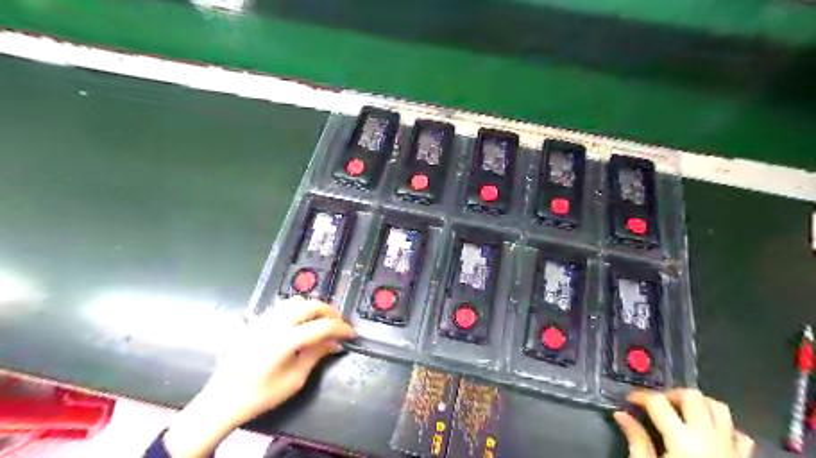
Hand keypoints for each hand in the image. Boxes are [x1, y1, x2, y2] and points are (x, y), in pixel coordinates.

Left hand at [162, 297, 354, 457]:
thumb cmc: (261, 395)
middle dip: (331, 312)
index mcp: (287, 339)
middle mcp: (276, 322)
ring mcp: (264, 319)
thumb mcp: (295, 379)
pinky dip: (298, 308)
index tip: (352, 334)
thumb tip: (335, 343)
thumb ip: (316, 355)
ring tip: (322, 321)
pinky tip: (301, 322)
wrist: (223, 399)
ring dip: (314, 308)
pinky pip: (283, 306)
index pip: (323, 325)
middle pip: (312, 305)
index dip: (341, 328)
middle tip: (340, 324)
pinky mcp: (256, 321)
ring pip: (297, 301)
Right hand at [615, 390, 755, 457]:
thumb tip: (621, 415)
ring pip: (719, 408)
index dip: (640, 396)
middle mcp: (709, 438)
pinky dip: (722, 427)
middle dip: (670, 394)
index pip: (658, 402)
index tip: (629, 401)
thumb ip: (636, 440)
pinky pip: (738, 434)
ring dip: (698, 405)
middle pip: (693, 396)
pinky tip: (707, 435)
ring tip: (680, 413)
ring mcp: (731, 449)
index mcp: (682, 440)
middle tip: (656, 405)